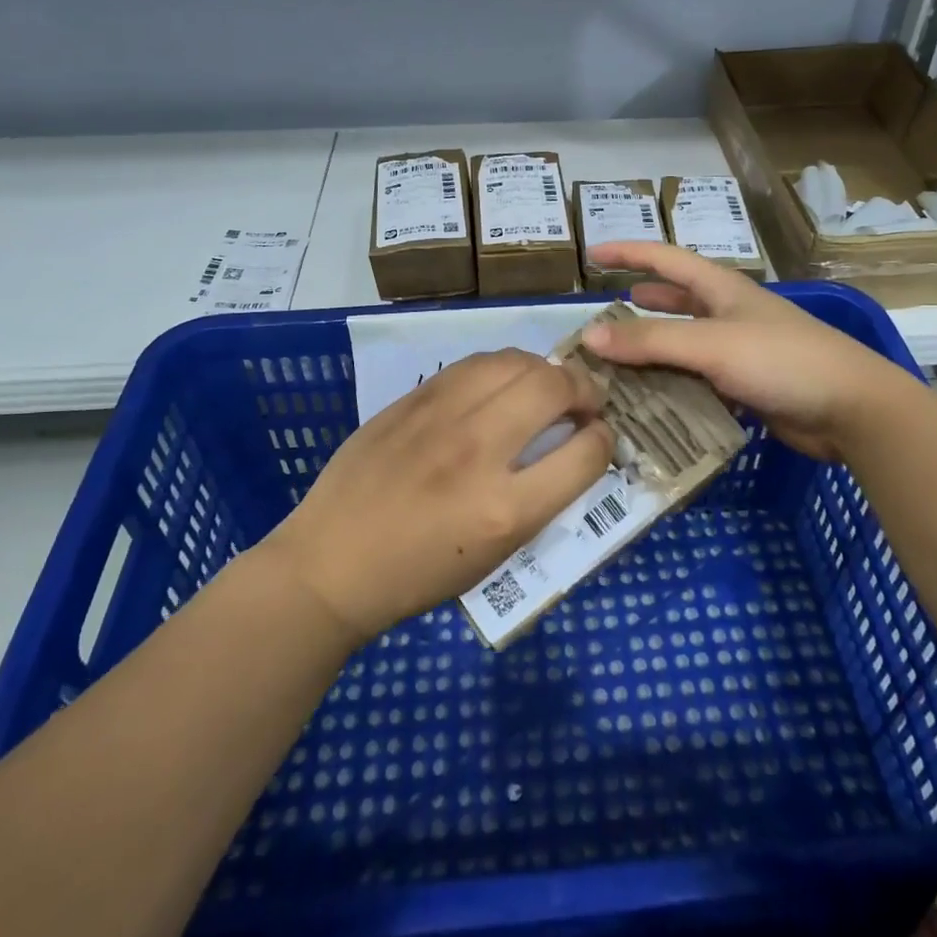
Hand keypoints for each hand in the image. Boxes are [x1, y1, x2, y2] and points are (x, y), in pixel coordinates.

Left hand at [263, 350, 613, 644]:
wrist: (332, 563)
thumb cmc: (419, 575)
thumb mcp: (496, 554)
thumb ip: (542, 497)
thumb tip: (574, 447)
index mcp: (505, 510)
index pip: (586, 452)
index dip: (605, 441)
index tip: (598, 439)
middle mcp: (479, 452)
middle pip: (555, 388)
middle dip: (585, 390)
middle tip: (583, 404)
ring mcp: (442, 417)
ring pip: (517, 362)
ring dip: (546, 370)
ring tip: (546, 386)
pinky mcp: (414, 399)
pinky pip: (475, 363)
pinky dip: (504, 368)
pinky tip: (503, 383)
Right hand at [583, 241, 899, 462]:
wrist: (852, 409)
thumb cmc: (782, 361)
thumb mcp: (712, 344)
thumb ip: (651, 340)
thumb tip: (589, 335)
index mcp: (721, 289)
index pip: (665, 259)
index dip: (628, 252)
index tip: (591, 253)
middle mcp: (728, 313)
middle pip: (674, 299)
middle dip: (639, 303)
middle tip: (601, 318)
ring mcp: (739, 350)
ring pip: (684, 343)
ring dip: (652, 349)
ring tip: (615, 361)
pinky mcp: (746, 385)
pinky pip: (697, 379)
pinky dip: (672, 384)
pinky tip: (650, 400)